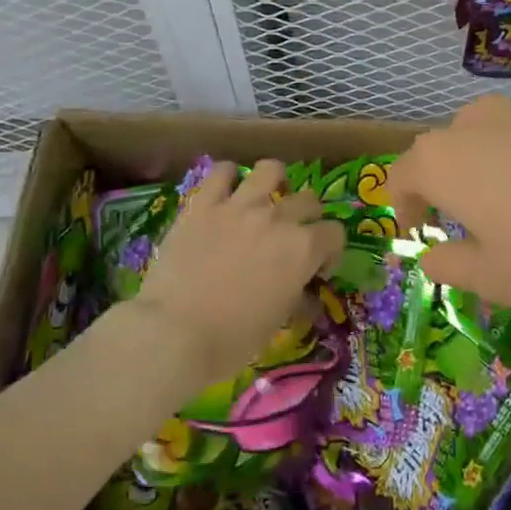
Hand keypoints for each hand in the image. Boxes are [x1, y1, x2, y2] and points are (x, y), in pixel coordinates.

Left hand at [133, 160, 344, 387]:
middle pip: (308, 201)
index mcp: (303, 249)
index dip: (329, 252)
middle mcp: (278, 219)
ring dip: (274, 182)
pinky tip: (225, 189)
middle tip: (290, 238)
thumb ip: (297, 299)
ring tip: (264, 198)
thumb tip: (304, 294)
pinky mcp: (204, 204)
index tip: (316, 269)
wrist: (175, 332)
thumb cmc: (233, 338)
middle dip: (307, 218)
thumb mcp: (278, 323)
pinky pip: (221, 172)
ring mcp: (240, 206)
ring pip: (270, 170)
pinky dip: (227, 176)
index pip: (335, 234)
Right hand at [389, 95, 510, 308]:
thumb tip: (432, 257)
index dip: (402, 205)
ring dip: (488, 171)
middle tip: (466, 222)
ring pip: (487, 140)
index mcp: (442, 161)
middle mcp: (474, 125)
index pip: (401, 176)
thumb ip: (452, 268)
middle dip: (445, 185)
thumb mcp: (495, 278)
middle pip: (443, 151)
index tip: (417, 231)